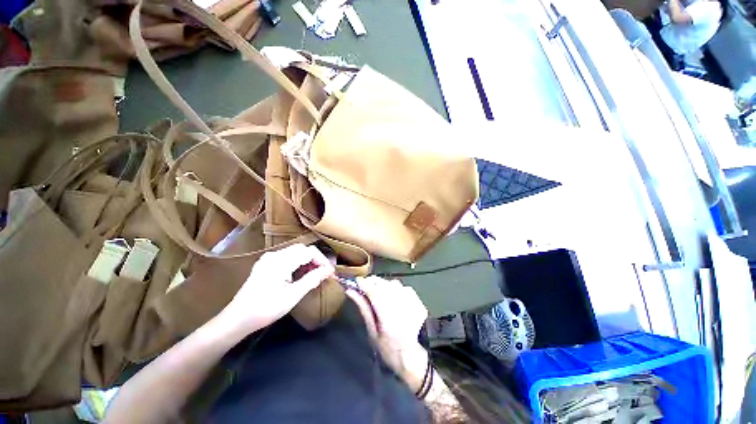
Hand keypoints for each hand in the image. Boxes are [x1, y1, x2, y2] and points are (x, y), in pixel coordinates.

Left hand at [221, 244, 334, 333]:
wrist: (237, 319)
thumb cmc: (266, 309)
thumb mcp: (292, 296)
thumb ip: (312, 279)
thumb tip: (329, 271)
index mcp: (281, 261)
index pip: (309, 252)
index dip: (322, 260)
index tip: (330, 272)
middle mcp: (274, 255)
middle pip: (302, 249)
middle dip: (315, 259)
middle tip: (323, 273)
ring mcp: (268, 258)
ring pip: (295, 252)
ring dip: (307, 260)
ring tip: (313, 275)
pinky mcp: (265, 263)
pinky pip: (287, 257)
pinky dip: (297, 262)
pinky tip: (299, 274)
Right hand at [346, 277, 429, 391]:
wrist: (417, 357)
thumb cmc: (391, 350)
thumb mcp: (373, 332)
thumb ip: (364, 308)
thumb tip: (351, 291)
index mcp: (387, 313)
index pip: (372, 289)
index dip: (362, 283)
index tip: (355, 282)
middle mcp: (399, 302)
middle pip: (382, 283)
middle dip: (371, 283)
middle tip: (364, 289)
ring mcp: (410, 299)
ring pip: (391, 283)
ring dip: (382, 285)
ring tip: (378, 295)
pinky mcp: (416, 299)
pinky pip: (401, 287)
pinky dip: (393, 289)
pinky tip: (392, 299)